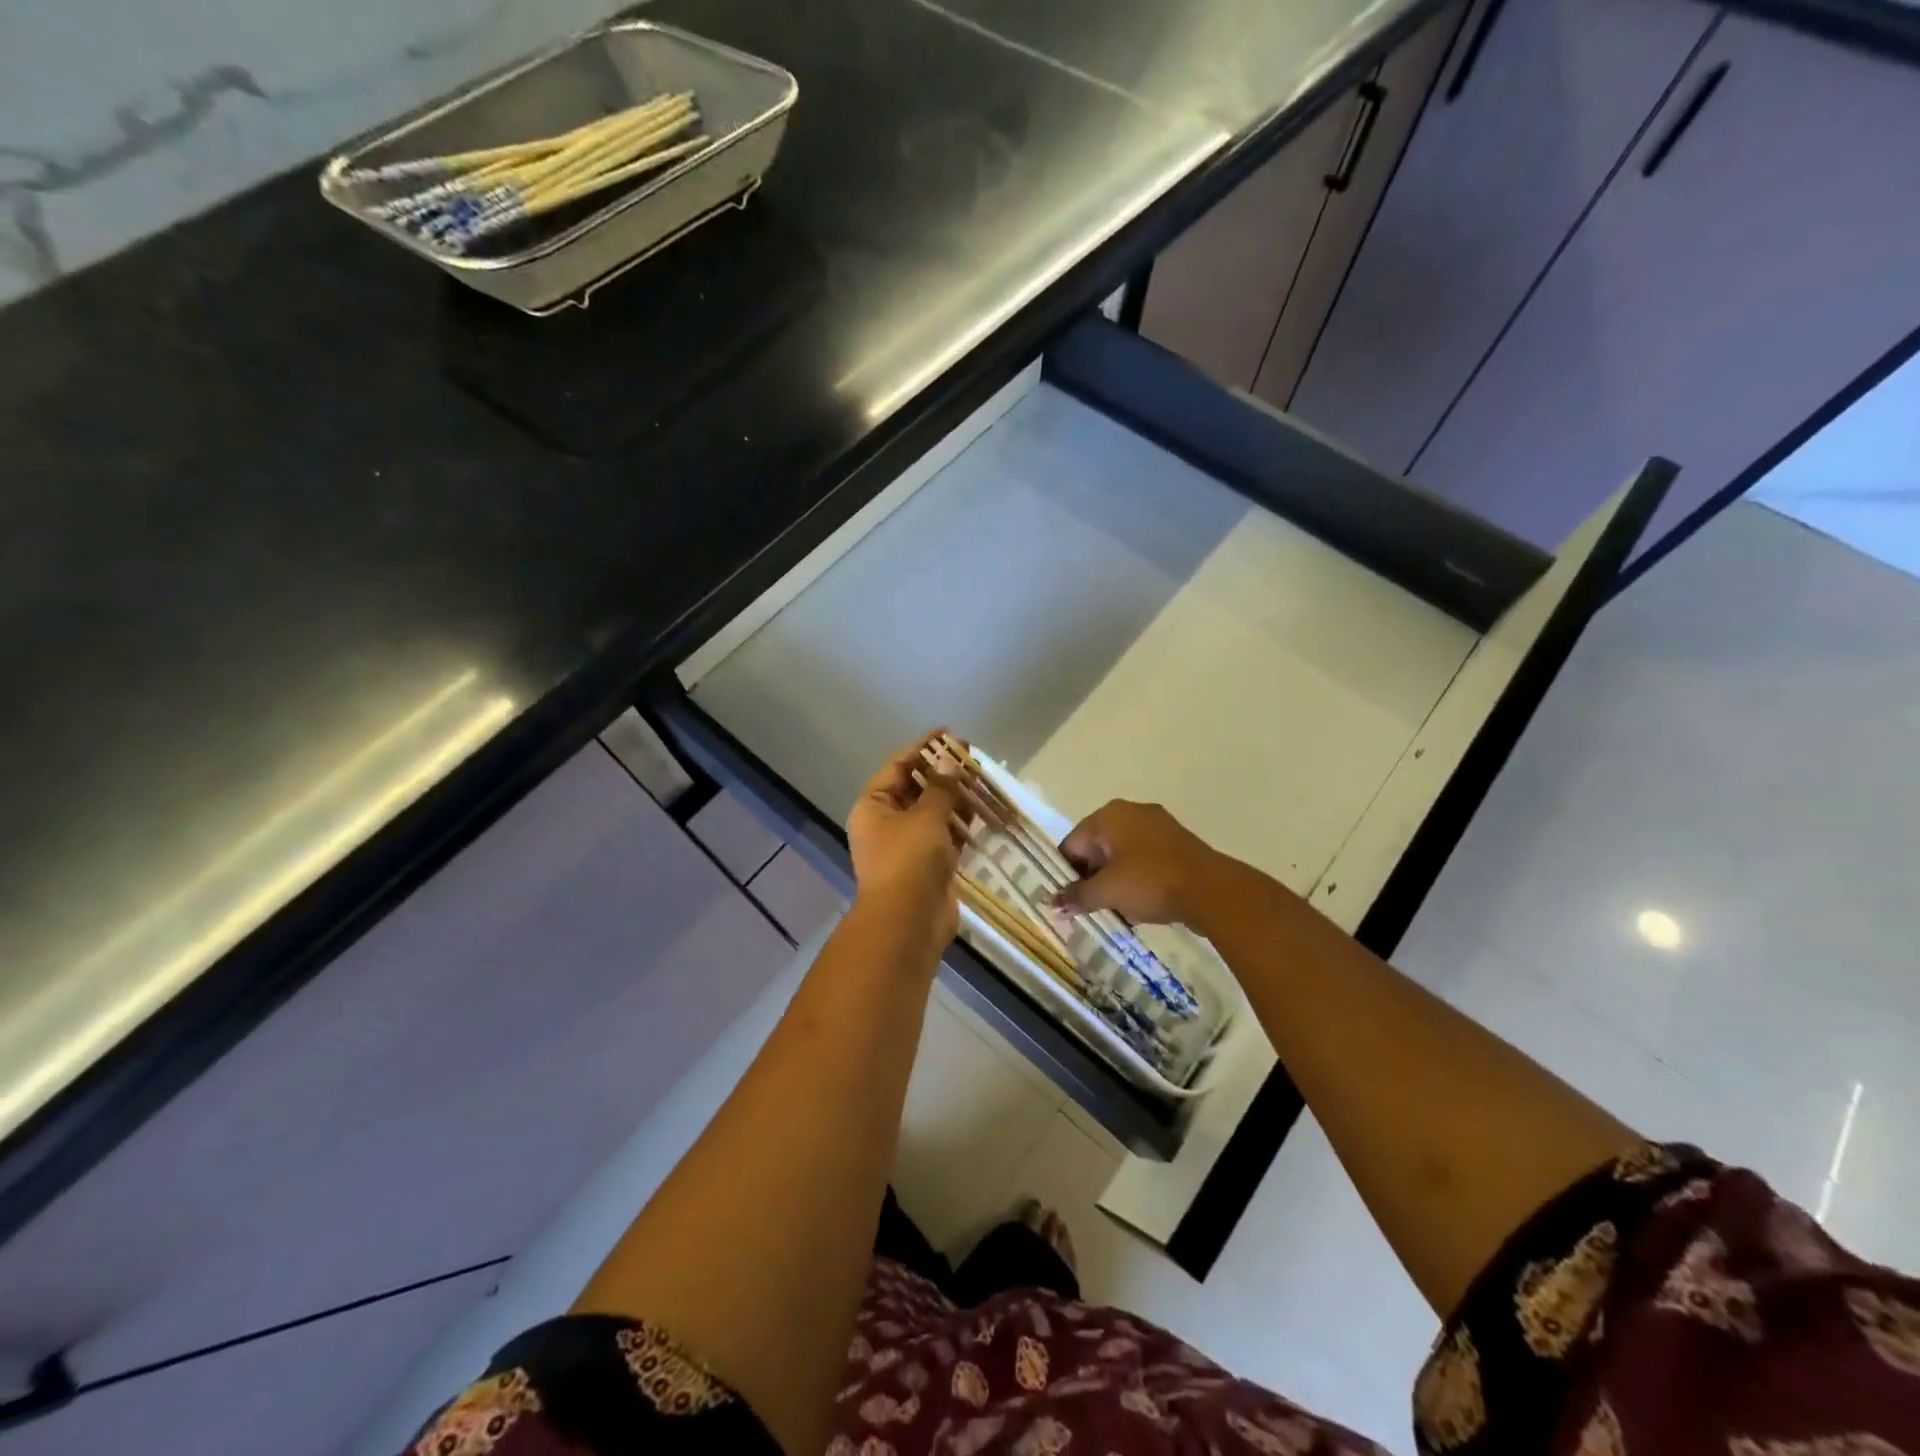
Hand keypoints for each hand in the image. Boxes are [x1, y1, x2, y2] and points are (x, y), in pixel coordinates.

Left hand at [845, 732, 970, 948]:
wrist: (908, 924)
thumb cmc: (909, 861)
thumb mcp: (925, 817)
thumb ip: (940, 787)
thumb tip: (949, 761)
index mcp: (873, 806)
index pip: (898, 766)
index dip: (924, 748)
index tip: (950, 735)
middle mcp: (886, 823)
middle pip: (916, 788)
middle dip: (943, 772)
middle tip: (972, 758)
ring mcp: (907, 845)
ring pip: (933, 812)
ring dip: (955, 797)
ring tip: (983, 780)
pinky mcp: (928, 865)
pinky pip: (945, 835)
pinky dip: (961, 823)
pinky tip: (983, 810)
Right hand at [1053, 800, 1225, 927]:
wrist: (1212, 890)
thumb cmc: (1150, 882)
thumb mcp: (1107, 892)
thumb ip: (1077, 896)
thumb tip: (1053, 903)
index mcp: (1109, 815)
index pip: (1072, 844)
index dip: (1066, 874)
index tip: (1066, 901)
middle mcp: (1131, 812)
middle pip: (1097, 848)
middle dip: (1091, 879)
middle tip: (1088, 909)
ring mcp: (1158, 826)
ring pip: (1122, 856)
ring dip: (1114, 882)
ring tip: (1113, 911)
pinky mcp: (1177, 844)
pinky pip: (1145, 861)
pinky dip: (1137, 880)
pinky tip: (1138, 907)